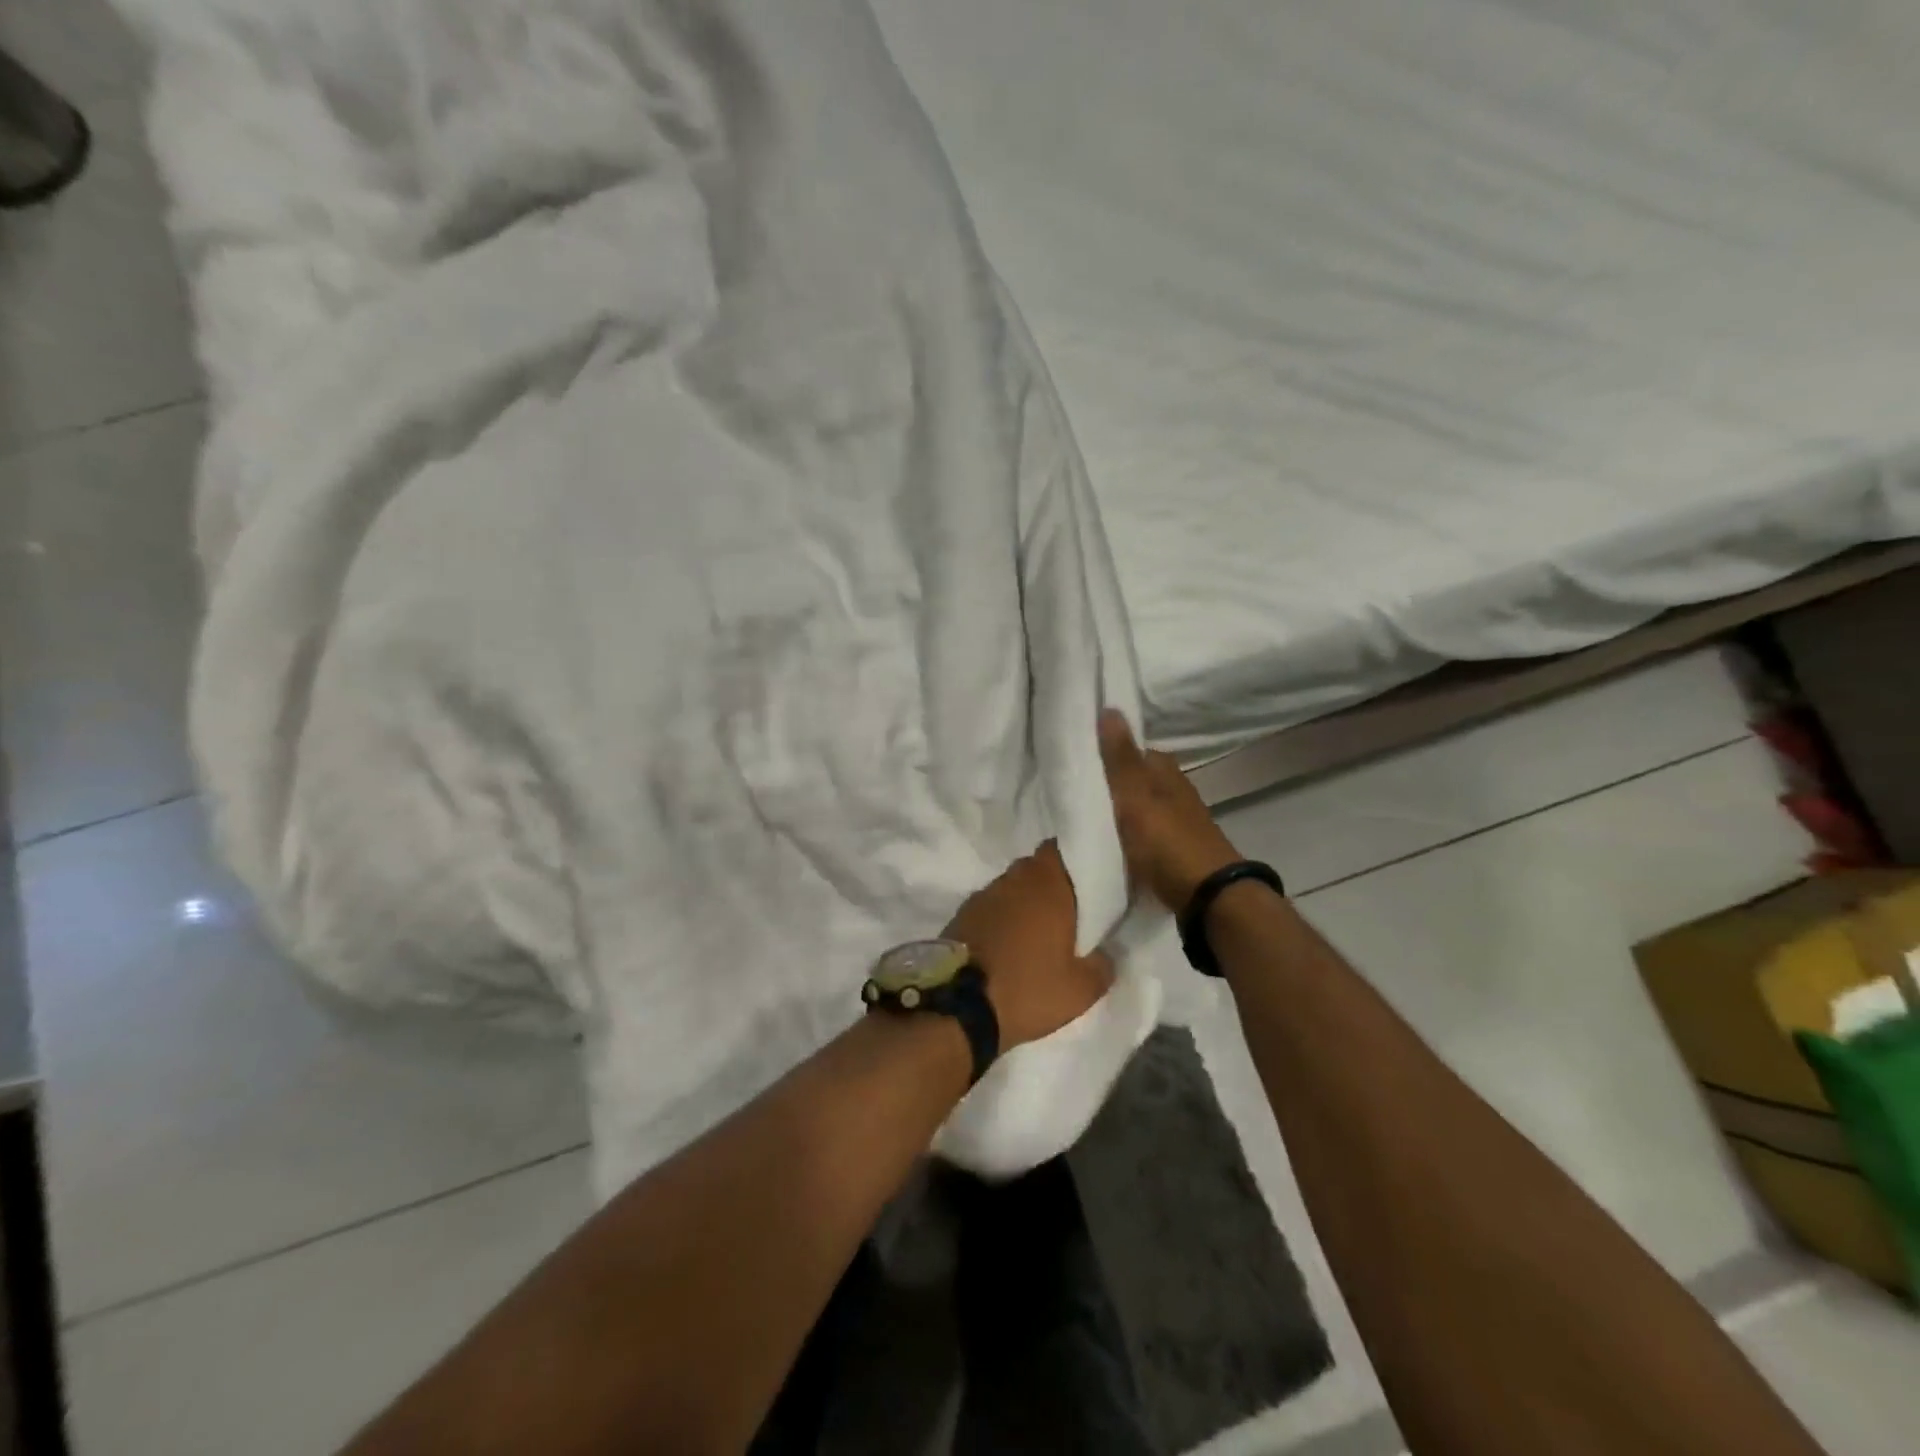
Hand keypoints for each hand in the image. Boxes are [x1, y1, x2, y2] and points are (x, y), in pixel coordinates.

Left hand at [944, 842, 1112, 1049]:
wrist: (958, 1007)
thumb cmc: (1027, 989)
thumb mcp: (1080, 990)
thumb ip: (1102, 966)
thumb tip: (1107, 955)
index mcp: (1048, 884)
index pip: (1061, 849)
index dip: (1074, 860)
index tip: (1088, 880)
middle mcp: (1015, 879)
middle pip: (1036, 867)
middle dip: (1051, 883)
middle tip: (1068, 910)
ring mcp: (984, 894)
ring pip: (1013, 886)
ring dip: (1024, 900)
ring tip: (1038, 930)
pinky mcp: (962, 913)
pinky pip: (992, 905)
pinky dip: (1002, 917)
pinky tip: (1008, 942)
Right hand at [1098, 709, 1241, 911]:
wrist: (1208, 895)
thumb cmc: (1167, 841)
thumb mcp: (1135, 797)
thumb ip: (1120, 759)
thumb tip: (1110, 708)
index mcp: (1166, 772)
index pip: (1134, 751)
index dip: (1109, 754)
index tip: (1081, 761)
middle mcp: (1176, 790)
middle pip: (1139, 780)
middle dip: (1114, 784)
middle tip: (1078, 792)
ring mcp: (1180, 821)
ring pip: (1143, 806)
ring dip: (1122, 810)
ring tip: (1089, 818)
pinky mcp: (1178, 849)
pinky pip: (1147, 831)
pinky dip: (1132, 833)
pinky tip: (1115, 842)